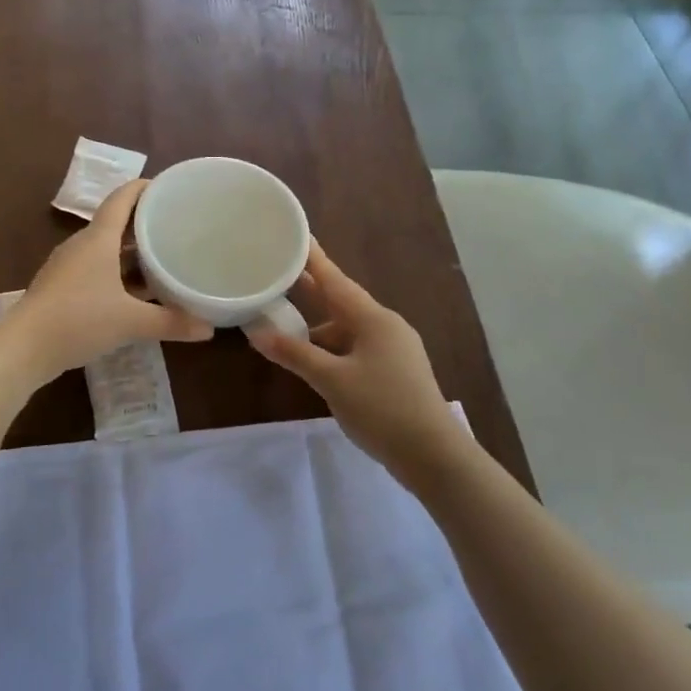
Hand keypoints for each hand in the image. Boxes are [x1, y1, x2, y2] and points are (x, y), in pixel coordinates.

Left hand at [3, 179, 212, 380]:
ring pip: (105, 250)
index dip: (143, 188)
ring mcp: (67, 268)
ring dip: (131, 253)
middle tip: (175, 227)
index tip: (167, 187)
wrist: (22, 349)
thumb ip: (170, 323)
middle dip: (144, 224)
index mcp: (98, 240)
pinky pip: (96, 270)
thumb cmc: (78, 320)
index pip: (121, 199)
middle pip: (115, 224)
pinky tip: (134, 294)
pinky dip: (117, 274)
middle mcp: (81, 246)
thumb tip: (209, 329)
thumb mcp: (130, 322)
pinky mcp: (60, 288)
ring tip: (161, 259)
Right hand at [249, 242, 470, 485]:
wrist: (433, 454)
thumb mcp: (331, 380)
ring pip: (350, 329)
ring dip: (320, 329)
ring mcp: (395, 348)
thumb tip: (257, 333)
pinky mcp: (397, 370)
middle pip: (342, 302)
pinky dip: (335, 349)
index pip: (336, 280)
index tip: (297, 235)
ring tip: (288, 330)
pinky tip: (317, 362)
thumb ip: (295, 354)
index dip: (313, 259)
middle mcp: (386, 325)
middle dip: (312, 292)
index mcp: (373, 319)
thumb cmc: (381, 408)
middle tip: (282, 276)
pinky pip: (359, 348)